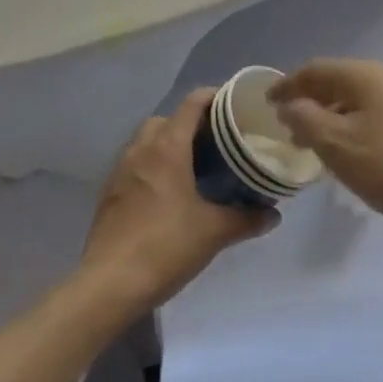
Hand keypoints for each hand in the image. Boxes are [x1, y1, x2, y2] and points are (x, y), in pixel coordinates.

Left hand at [79, 88, 275, 315]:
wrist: (109, 284)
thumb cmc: (165, 247)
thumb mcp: (214, 232)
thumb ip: (246, 218)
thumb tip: (273, 214)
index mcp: (167, 148)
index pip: (191, 104)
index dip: (213, 97)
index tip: (234, 105)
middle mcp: (140, 150)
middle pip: (166, 119)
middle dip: (189, 123)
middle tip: (216, 142)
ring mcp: (120, 171)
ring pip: (146, 141)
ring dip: (167, 144)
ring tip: (193, 167)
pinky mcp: (109, 193)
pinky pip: (134, 164)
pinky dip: (152, 166)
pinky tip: (167, 193)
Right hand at [269, 59, 382, 238]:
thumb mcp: (334, 143)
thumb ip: (303, 118)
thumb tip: (288, 105)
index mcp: (363, 75)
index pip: (314, 70)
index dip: (287, 84)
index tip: (266, 102)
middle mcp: (382, 78)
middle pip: (333, 81)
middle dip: (305, 100)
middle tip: (284, 123)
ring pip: (349, 99)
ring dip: (324, 114)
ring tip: (305, 141)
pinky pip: (365, 112)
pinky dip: (343, 123)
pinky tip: (337, 148)